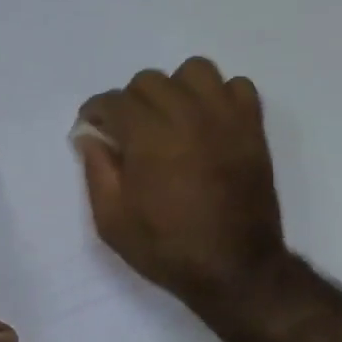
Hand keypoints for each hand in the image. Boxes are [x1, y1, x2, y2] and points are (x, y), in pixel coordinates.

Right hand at [73, 58, 288, 312]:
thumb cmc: (167, 249)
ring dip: (175, 89)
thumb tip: (89, 136)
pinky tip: (208, 122)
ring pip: (194, 71)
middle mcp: (186, 115)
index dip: (95, 112)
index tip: (92, 127)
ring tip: (171, 118)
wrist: (235, 269)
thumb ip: (96, 171)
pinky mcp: (252, 127)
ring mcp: (224, 118)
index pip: (113, 101)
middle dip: (130, 102)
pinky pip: (237, 86)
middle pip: (149, 80)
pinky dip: (219, 96)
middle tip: (129, 132)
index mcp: (148, 137)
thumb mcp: (112, 221)